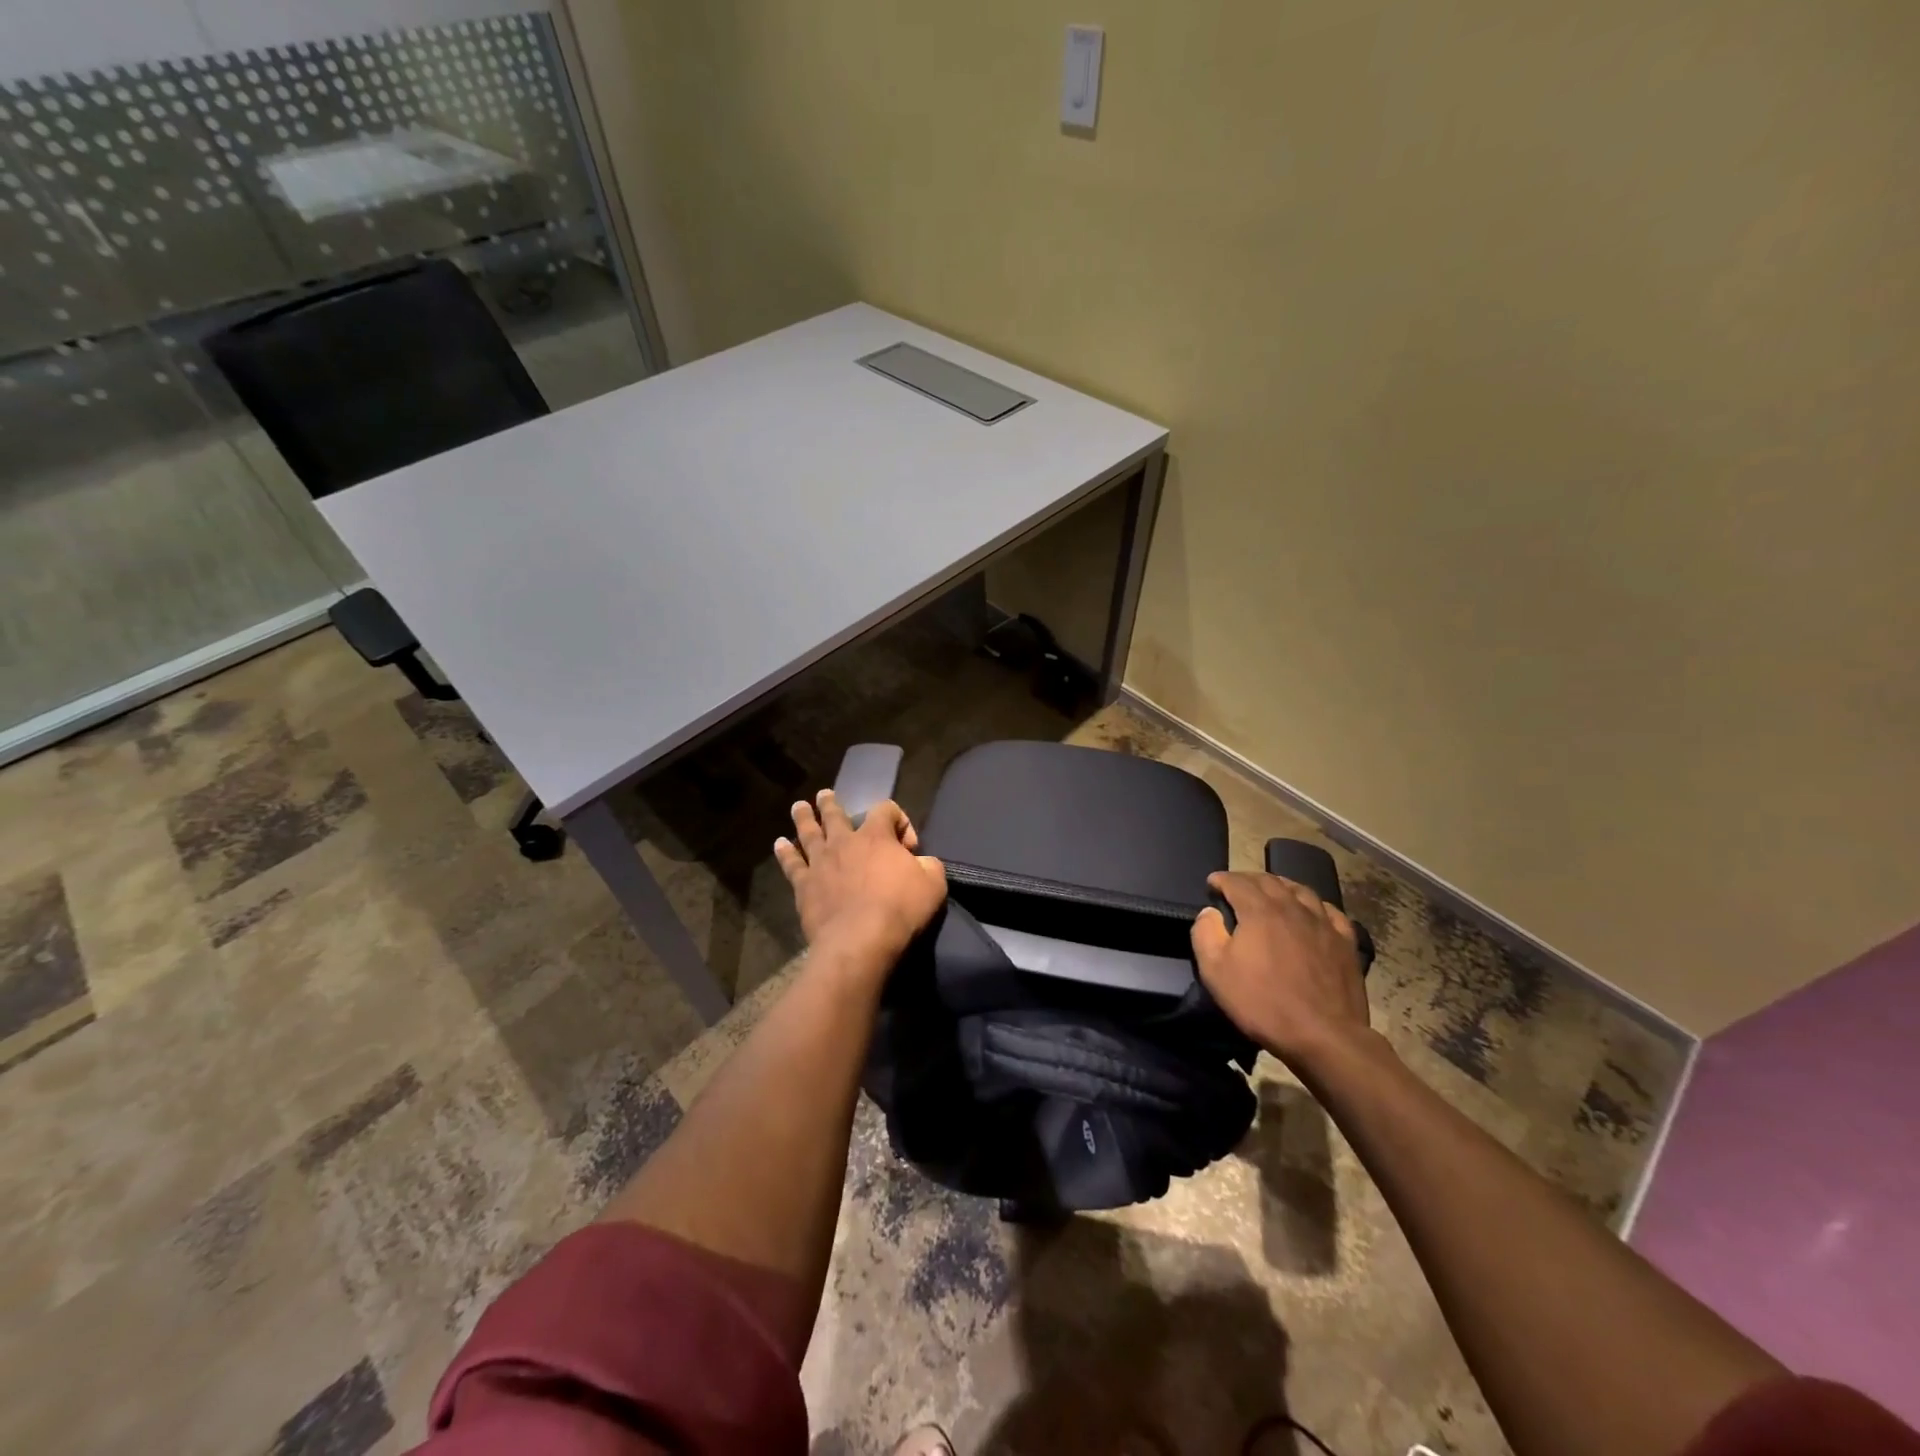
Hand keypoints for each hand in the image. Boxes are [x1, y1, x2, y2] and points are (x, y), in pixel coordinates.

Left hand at [774, 789, 946, 971]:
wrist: (860, 940)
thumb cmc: (901, 909)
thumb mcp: (933, 883)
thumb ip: (929, 865)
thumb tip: (921, 862)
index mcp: (877, 836)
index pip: (886, 809)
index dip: (899, 820)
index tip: (909, 847)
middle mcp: (845, 842)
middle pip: (835, 815)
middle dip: (831, 804)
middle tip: (824, 795)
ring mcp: (820, 863)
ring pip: (809, 833)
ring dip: (804, 818)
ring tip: (799, 807)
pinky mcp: (804, 886)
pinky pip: (792, 864)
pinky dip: (785, 852)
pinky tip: (779, 844)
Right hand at [1190, 871, 1372, 1067]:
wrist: (1323, 1036)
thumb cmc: (1263, 1003)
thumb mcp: (1216, 972)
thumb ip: (1206, 934)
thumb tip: (1209, 912)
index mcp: (1259, 911)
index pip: (1236, 882)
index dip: (1221, 879)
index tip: (1212, 884)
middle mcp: (1292, 908)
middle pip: (1268, 881)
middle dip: (1248, 879)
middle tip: (1236, 886)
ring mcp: (1322, 923)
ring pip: (1300, 890)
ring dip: (1281, 886)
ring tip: (1272, 891)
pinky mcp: (1345, 942)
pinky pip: (1330, 912)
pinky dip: (1315, 905)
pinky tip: (1311, 912)